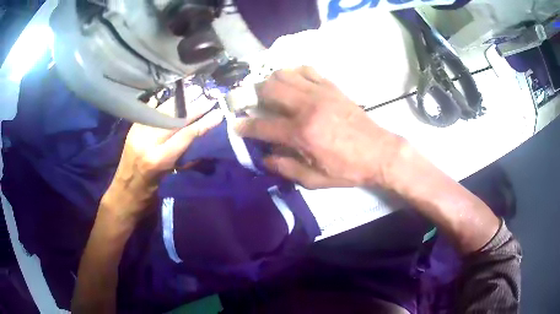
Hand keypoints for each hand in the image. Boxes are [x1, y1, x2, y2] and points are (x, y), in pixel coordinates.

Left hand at [103, 96, 222, 223]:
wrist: (124, 192)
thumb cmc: (150, 192)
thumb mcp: (170, 177)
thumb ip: (184, 157)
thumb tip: (201, 137)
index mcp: (158, 160)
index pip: (185, 135)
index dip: (203, 123)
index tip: (218, 113)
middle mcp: (147, 142)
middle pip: (174, 120)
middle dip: (193, 107)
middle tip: (208, 98)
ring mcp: (137, 132)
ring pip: (162, 111)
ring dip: (180, 101)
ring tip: (194, 91)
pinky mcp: (132, 128)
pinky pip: (150, 110)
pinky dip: (163, 103)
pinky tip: (173, 95)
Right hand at [235, 66, 404, 188]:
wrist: (380, 153)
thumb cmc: (348, 169)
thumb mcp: (315, 179)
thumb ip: (286, 168)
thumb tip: (265, 157)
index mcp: (302, 133)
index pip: (263, 126)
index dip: (245, 126)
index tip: (237, 125)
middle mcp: (307, 107)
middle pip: (270, 89)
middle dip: (254, 95)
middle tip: (252, 103)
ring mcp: (320, 93)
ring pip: (285, 74)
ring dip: (272, 80)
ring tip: (271, 91)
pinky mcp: (332, 87)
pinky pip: (308, 70)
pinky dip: (295, 72)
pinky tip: (294, 82)